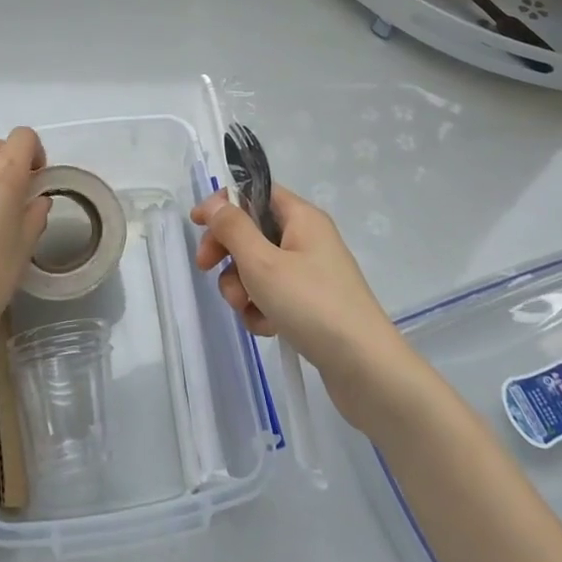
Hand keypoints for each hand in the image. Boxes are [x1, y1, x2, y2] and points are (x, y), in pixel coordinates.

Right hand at [191, 185, 409, 422]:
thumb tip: (216, 204)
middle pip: (253, 231)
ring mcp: (311, 273)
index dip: (224, 203)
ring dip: (242, 287)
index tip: (197, 224)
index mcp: (302, 217)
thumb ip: (234, 229)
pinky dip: (262, 309)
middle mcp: (308, 239)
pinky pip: (274, 296)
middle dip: (228, 253)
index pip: (255, 193)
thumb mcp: (262, 263)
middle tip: (207, 269)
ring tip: (247, 309)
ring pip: (259, 268)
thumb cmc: (312, 305)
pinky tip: (267, 328)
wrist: (365, 368)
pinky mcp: (311, 305)